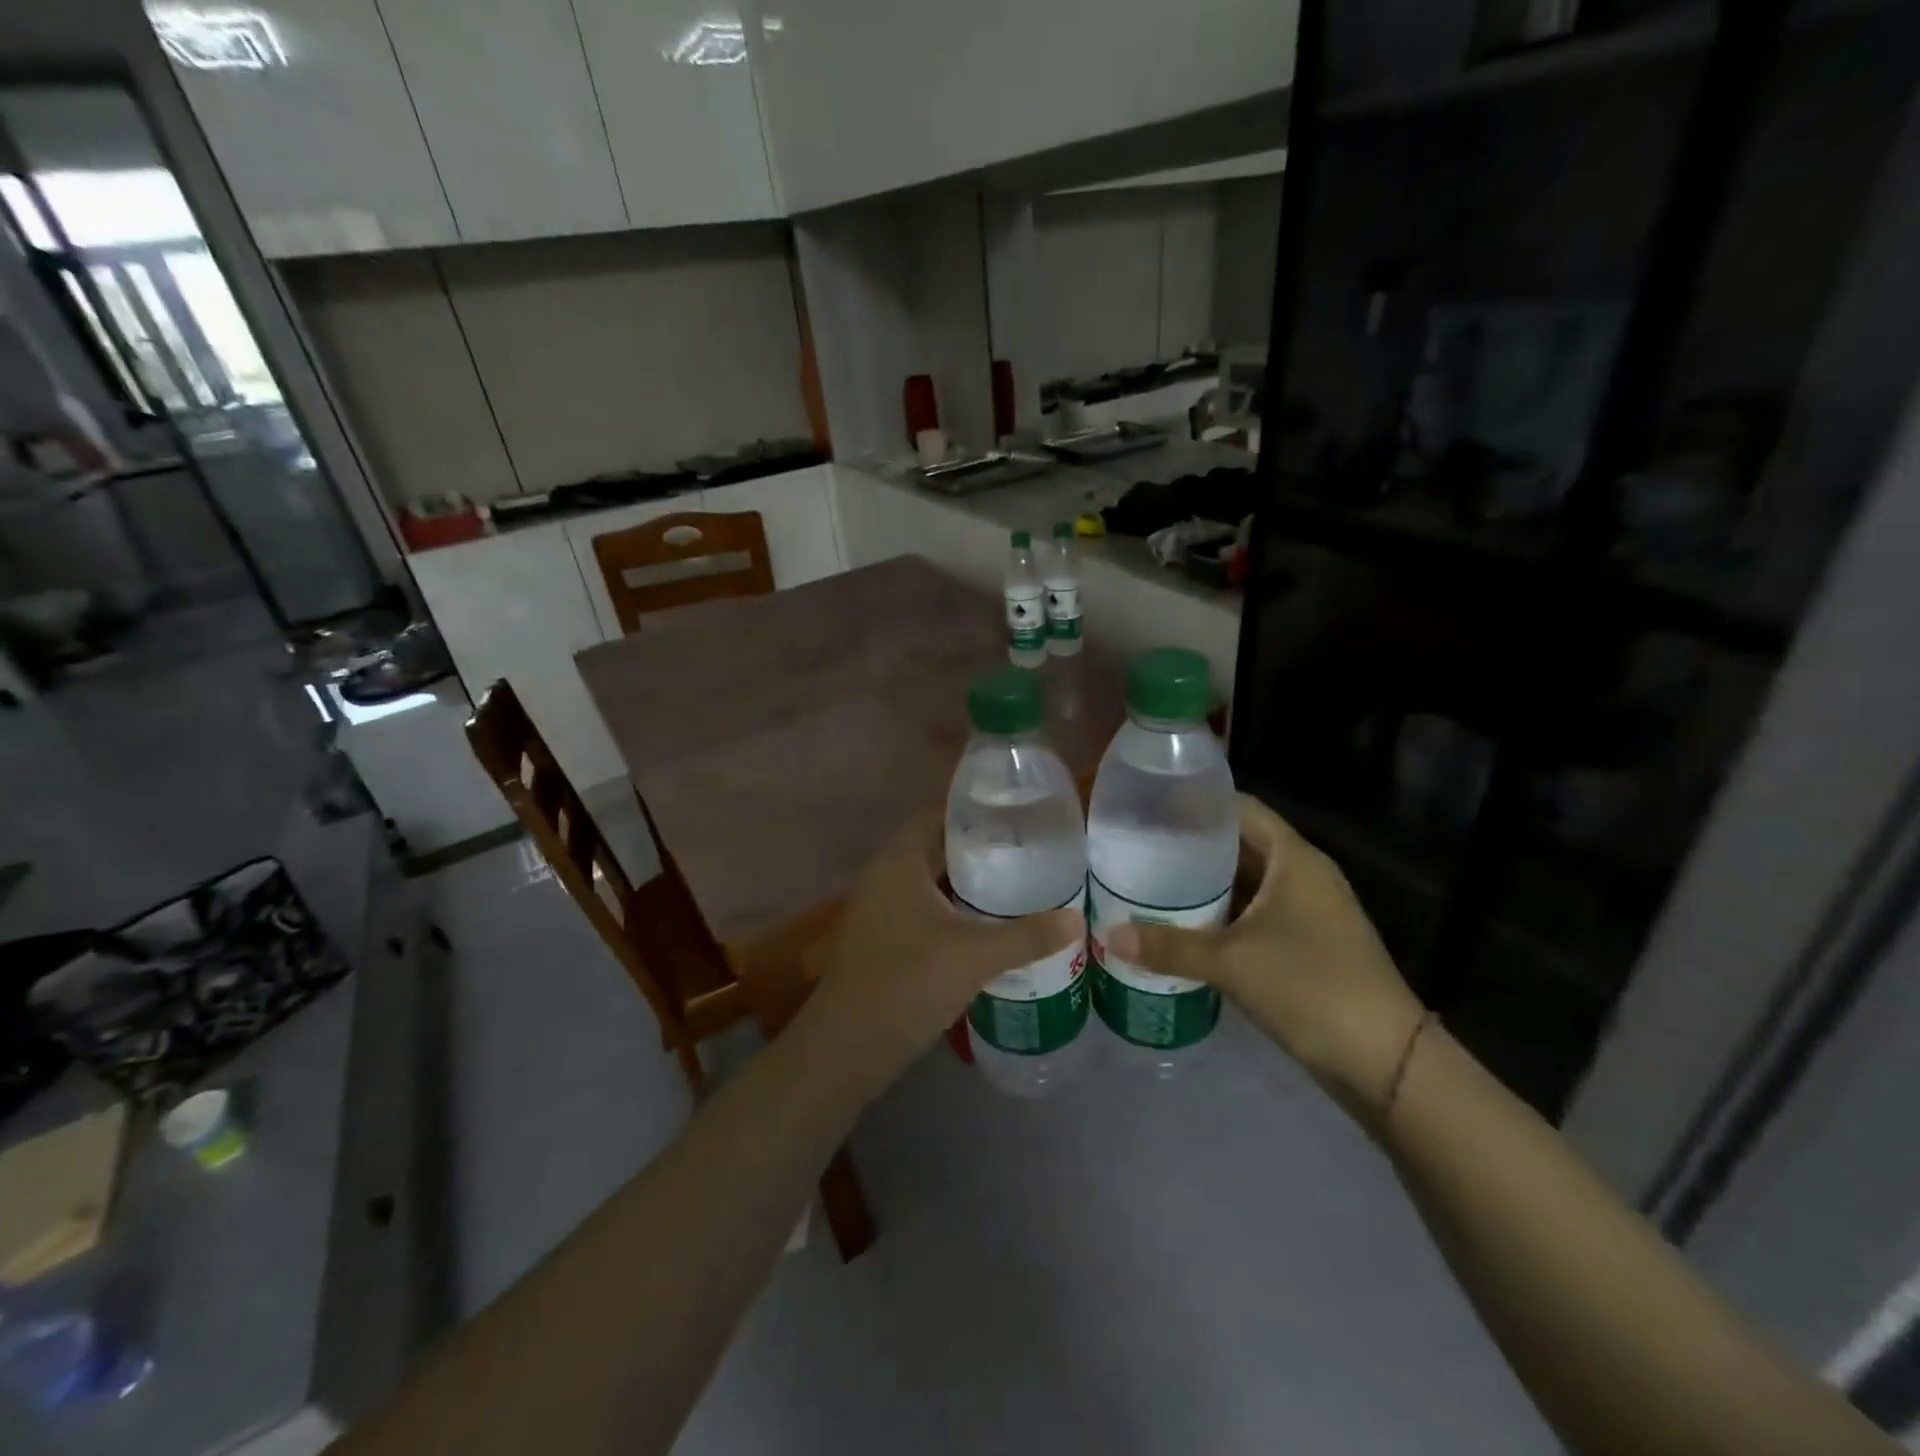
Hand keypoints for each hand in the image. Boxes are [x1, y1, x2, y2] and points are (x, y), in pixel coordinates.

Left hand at [801, 812, 1085, 1090]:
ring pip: (931, 883)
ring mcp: (880, 909)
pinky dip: (953, 911)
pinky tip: (986, 927)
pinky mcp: (883, 939)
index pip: (939, 815)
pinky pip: (923, 910)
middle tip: (1028, 852)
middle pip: (937, 848)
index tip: (1018, 815)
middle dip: (980, 850)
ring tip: (1017, 885)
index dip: (976, 811)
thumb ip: (1028, 936)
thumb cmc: (908, 981)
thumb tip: (1077, 921)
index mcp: (900, 861)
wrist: (848, 1046)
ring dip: (967, 884)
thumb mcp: (975, 956)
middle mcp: (885, 876)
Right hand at [1104, 794, 1423, 1129]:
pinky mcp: (1309, 945)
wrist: (1386, 1061)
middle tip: (1139, 850)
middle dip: (1192, 848)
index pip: (1240, 809)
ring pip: (1248, 884)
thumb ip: (1168, 947)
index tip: (1151, 807)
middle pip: (1241, 845)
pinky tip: (1186, 929)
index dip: (1197, 803)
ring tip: (1151, 885)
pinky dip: (1223, 917)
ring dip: (1206, 887)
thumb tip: (1108, 937)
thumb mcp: (1231, 962)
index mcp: (1293, 858)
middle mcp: (1304, 875)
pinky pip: (1256, 915)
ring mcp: (1310, 911)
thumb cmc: (1309, 987)